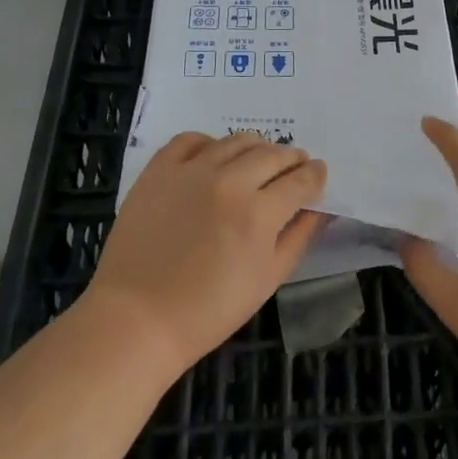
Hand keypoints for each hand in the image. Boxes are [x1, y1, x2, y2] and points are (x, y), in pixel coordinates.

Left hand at [83, 132, 328, 375]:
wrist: (137, 319)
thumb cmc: (209, 311)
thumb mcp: (267, 280)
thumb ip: (299, 237)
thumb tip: (321, 208)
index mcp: (259, 213)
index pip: (301, 180)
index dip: (315, 175)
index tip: (318, 175)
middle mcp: (229, 181)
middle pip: (273, 154)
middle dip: (292, 159)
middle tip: (295, 168)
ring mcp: (191, 171)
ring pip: (237, 141)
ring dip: (257, 148)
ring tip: (259, 160)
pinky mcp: (160, 169)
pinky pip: (192, 139)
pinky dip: (210, 143)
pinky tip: (214, 157)